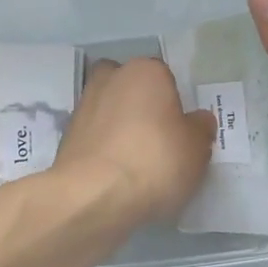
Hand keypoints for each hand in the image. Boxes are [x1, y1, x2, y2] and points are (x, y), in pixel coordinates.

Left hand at [53, 57, 215, 225]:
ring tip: (135, 160)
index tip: (180, 129)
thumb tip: (198, 120)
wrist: (93, 195)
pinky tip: (116, 172)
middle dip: (140, 104)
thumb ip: (200, 129)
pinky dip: (103, 147)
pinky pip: (94, 135)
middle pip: (130, 86)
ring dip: (119, 126)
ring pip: (109, 108)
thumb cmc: (155, 161)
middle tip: (156, 138)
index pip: (165, 77)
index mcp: (146, 71)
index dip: (174, 103)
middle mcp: (111, 78)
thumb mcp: (196, 149)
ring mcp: (84, 105)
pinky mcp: (67, 135)